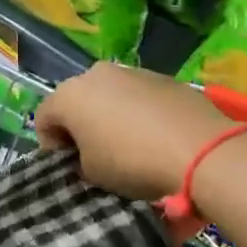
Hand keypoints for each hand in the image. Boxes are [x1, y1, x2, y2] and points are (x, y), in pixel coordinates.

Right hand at [36, 62, 234, 201]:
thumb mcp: (93, 175)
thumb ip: (80, 161)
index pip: (43, 119)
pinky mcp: (162, 77)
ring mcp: (131, 71)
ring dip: (110, 118)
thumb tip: (88, 156)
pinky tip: (155, 137)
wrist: (202, 150)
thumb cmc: (133, 162)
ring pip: (109, 96)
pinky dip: (138, 113)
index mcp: (69, 95)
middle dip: (81, 128)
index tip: (69, 169)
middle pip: (76, 102)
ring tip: (129, 146)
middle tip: (95, 157)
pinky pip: (138, 97)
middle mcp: (95, 74)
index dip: (51, 147)